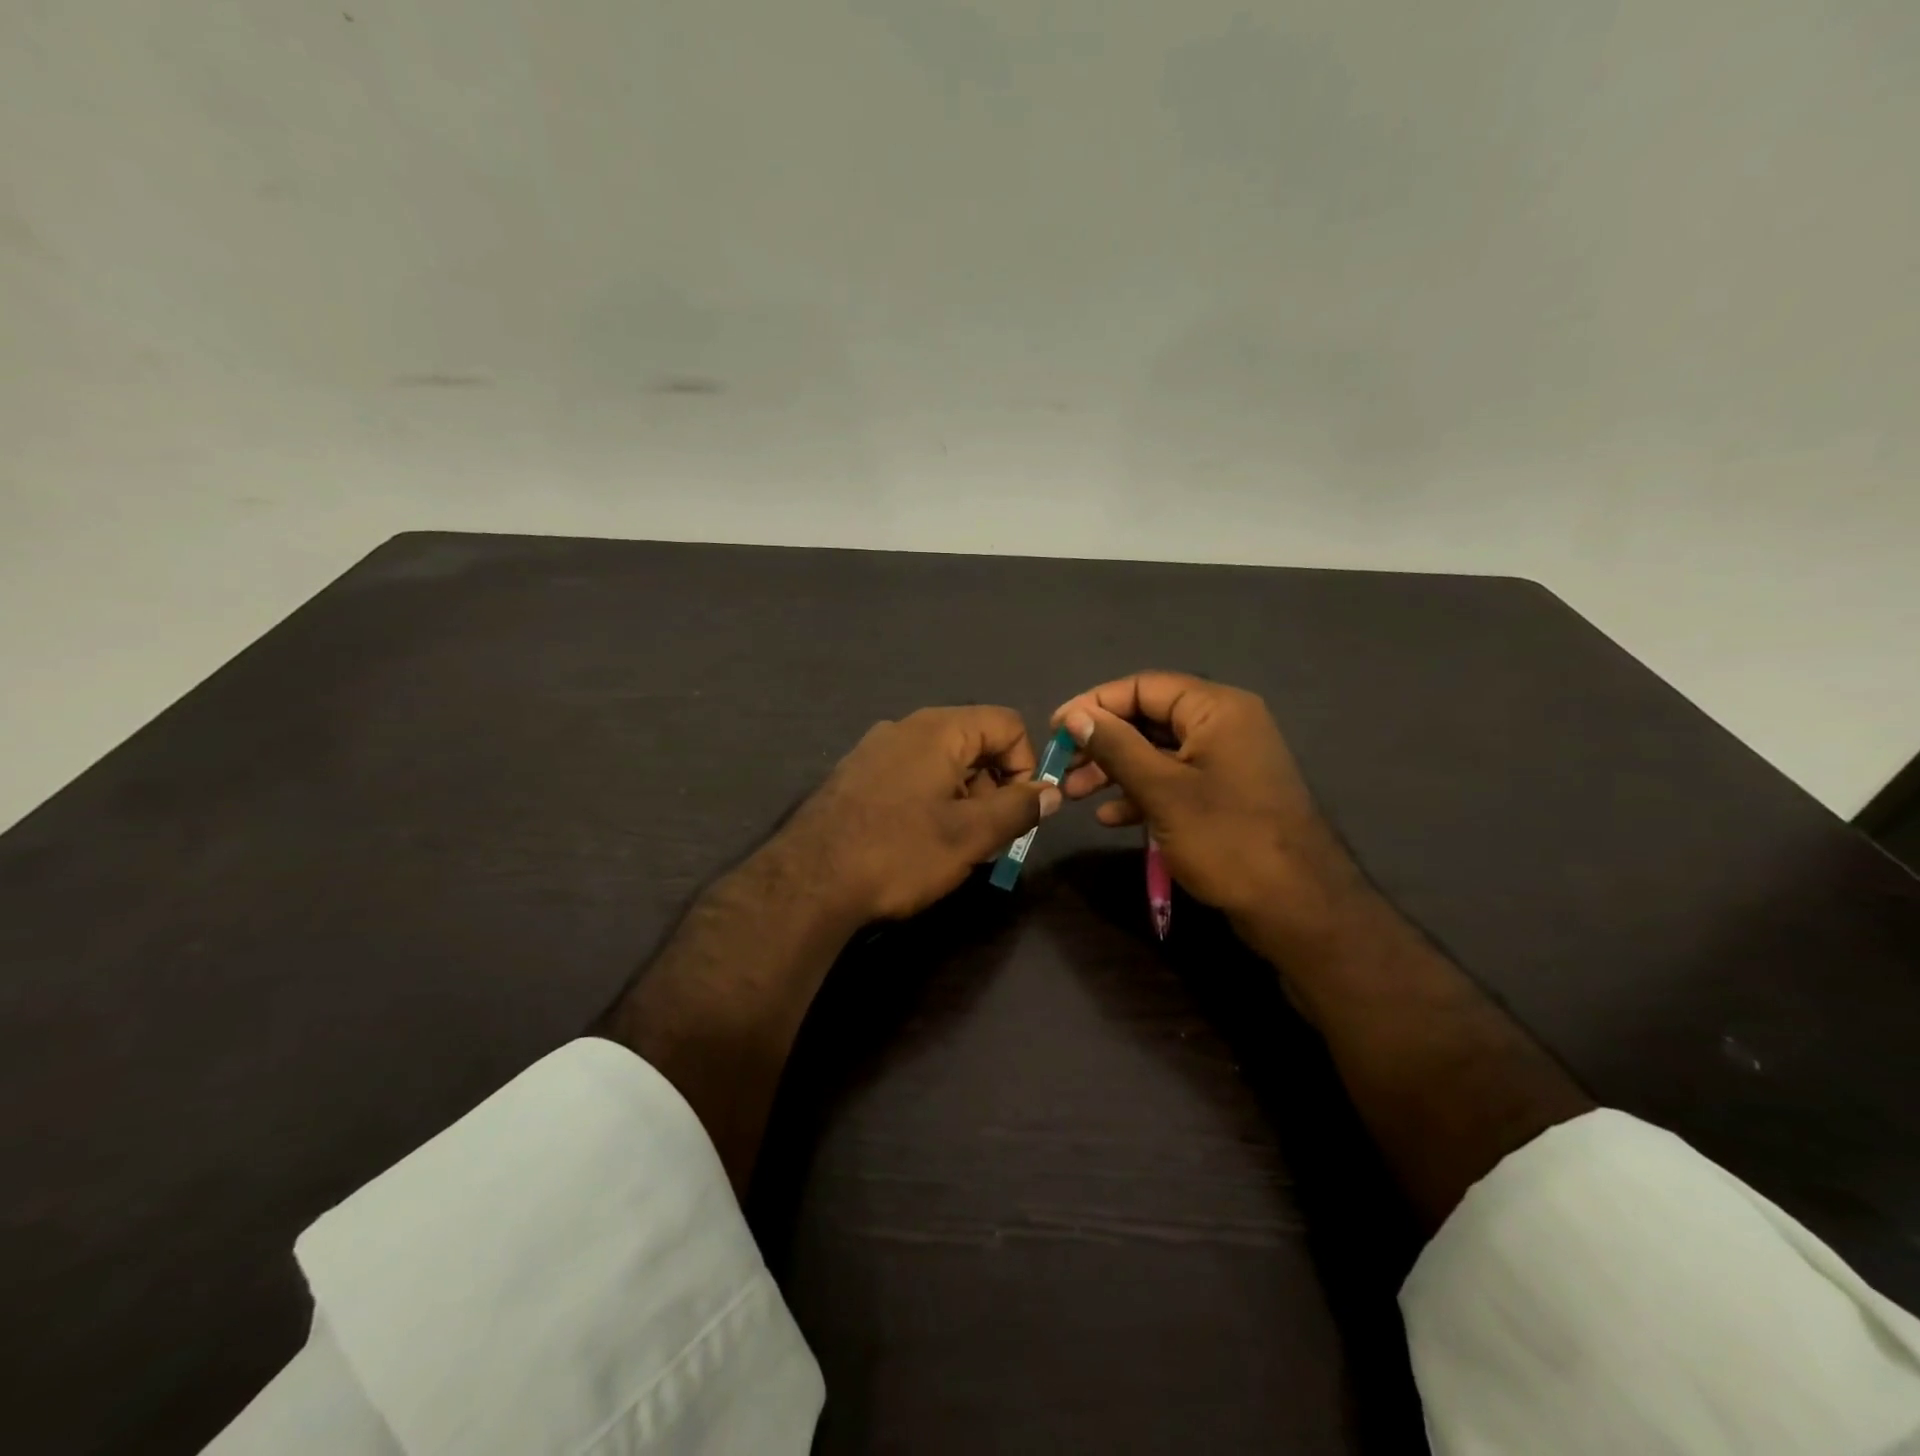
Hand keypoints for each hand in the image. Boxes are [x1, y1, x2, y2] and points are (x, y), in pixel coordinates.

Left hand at [780, 706, 1059, 922]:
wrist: (808, 883)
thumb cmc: (900, 852)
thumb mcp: (971, 835)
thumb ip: (1019, 808)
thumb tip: (1051, 791)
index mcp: (939, 729)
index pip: (1007, 724)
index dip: (1026, 765)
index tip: (1020, 811)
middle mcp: (906, 727)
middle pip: (974, 743)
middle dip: (993, 788)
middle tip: (989, 839)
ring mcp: (875, 750)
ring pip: (941, 764)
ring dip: (962, 800)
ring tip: (953, 848)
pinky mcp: (855, 775)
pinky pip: (910, 777)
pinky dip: (929, 803)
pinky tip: (916, 843)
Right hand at [1051, 672, 1359, 938]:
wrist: (1297, 907)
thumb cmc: (1227, 839)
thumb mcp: (1162, 791)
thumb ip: (1116, 747)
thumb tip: (1075, 715)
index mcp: (1217, 709)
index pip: (1143, 687)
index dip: (1095, 704)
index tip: (1056, 729)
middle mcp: (1225, 724)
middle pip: (1149, 717)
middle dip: (1103, 742)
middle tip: (1063, 767)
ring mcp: (1227, 761)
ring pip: (1158, 752)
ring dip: (1115, 769)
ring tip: (1076, 794)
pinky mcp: (1225, 794)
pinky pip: (1175, 779)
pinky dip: (1142, 792)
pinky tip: (1110, 816)